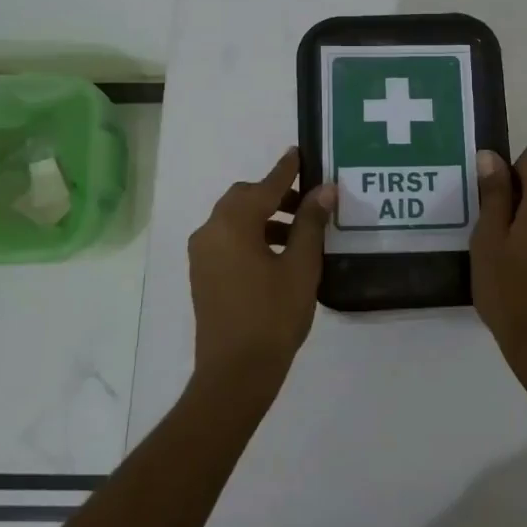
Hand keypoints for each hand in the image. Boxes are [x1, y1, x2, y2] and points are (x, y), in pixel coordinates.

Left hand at [188, 147, 334, 396]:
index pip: (265, 185)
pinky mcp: (203, 274)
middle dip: (275, 195)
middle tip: (308, 203)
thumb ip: (310, 223)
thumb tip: (324, 190)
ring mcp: (202, 254)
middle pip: (244, 199)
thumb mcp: (300, 266)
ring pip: (235, 220)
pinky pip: (228, 240)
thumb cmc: (273, 315)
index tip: (301, 153)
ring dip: (265, 217)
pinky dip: (251, 235)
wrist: (235, 373)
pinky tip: (278, 254)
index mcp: (233, 224)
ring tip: (299, 232)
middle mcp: (210, 231)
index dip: (286, 170)